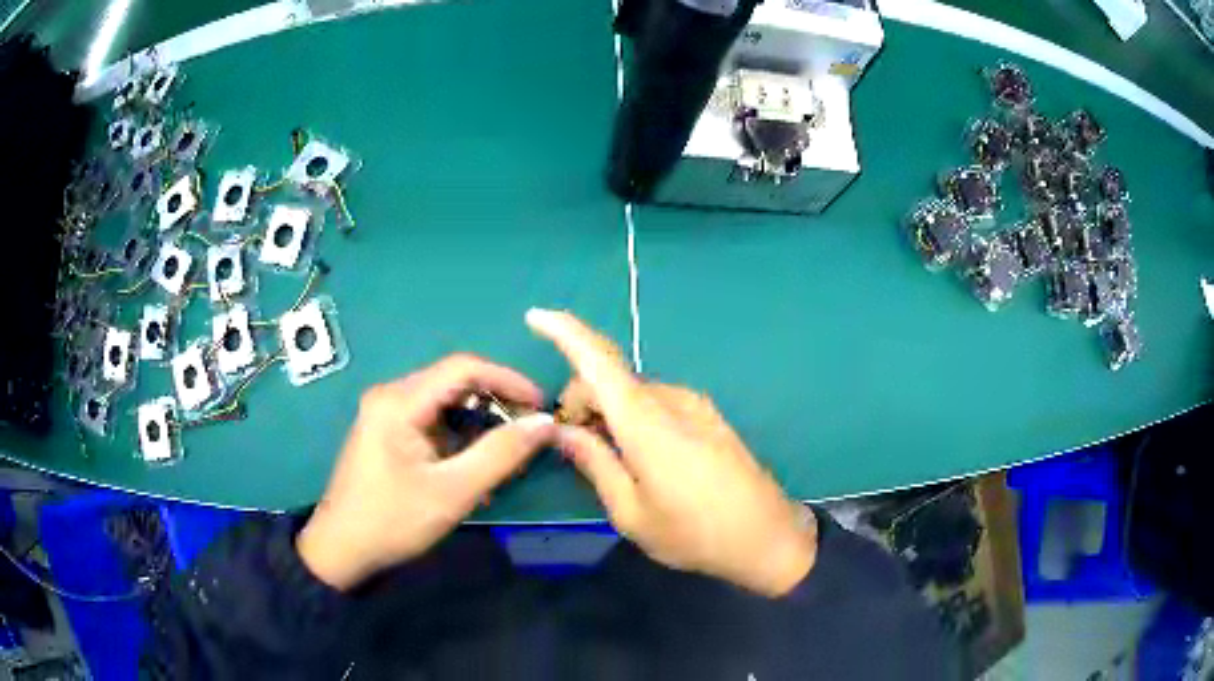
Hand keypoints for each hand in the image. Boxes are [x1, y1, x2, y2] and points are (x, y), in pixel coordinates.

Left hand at [297, 355, 557, 590]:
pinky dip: (459, 432)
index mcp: (400, 401)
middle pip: (454, 381)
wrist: (342, 548)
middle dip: (496, 400)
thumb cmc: (394, 520)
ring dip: (479, 418)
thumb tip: (543, 422)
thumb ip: (501, 454)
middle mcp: (390, 395)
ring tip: (508, 447)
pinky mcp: (386, 430)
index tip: (541, 404)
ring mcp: (385, 412)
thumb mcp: (453, 491)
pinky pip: (431, 417)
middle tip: (529, 429)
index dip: (508, 379)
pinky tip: (473, 458)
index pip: (464, 367)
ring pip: (444, 400)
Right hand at [529, 309, 816, 597]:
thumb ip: (595, 463)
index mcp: (646, 422)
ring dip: (608, 410)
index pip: (599, 360)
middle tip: (571, 444)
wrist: (768, 538)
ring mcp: (696, 405)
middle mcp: (672, 400)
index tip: (535, 317)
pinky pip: (657, 402)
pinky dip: (633, 416)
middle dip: (580, 399)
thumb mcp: (631, 512)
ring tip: (606, 456)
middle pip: (611, 378)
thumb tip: (562, 430)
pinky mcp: (709, 416)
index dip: (565, 332)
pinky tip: (637, 454)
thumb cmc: (694, 534)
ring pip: (633, 391)